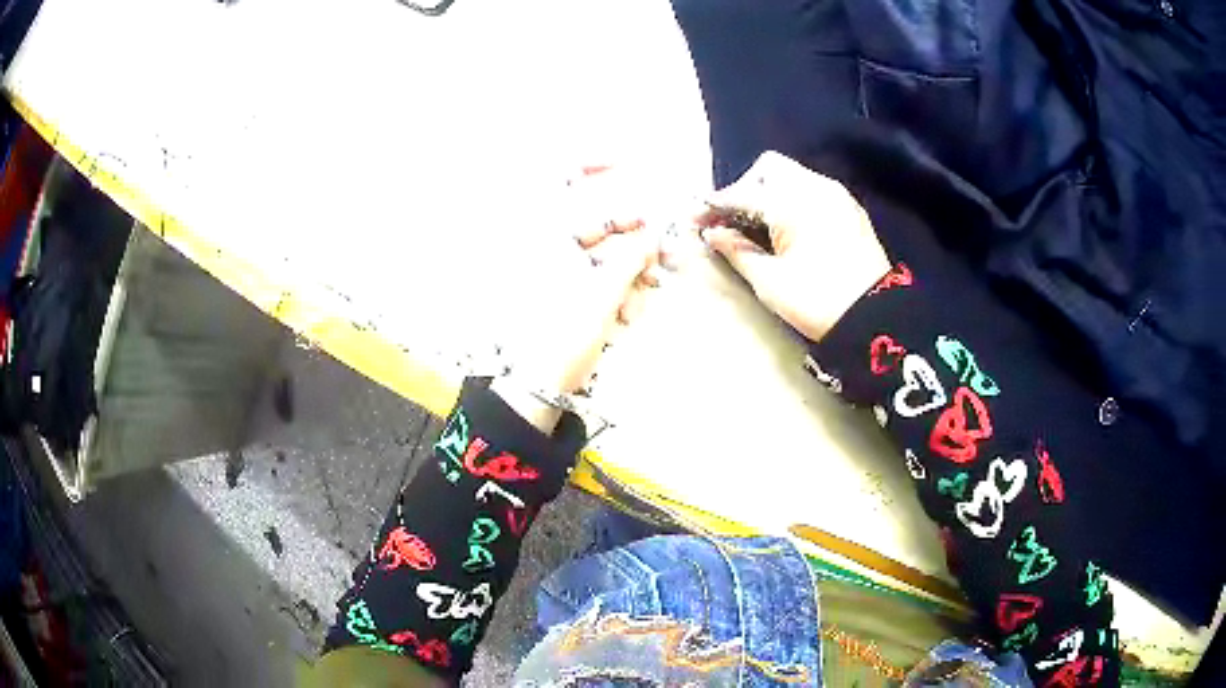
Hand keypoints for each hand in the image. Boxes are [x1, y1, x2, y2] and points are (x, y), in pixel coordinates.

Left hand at [494, 166, 668, 429]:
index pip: (560, 185)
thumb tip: (652, 234)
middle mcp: (550, 251)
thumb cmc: (561, 339)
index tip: (625, 160)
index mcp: (545, 240)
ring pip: (607, 258)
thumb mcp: (600, 297)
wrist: (538, 391)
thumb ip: (630, 260)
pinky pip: (602, 283)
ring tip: (640, 302)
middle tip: (659, 262)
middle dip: (633, 245)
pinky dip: (620, 293)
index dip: (589, 165)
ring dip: (631, 276)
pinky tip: (628, 315)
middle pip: (600, 228)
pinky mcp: (571, 298)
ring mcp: (561, 277)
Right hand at [699, 151, 889, 341]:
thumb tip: (712, 233)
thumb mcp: (770, 281)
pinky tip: (789, 228)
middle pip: (769, 168)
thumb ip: (736, 250)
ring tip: (760, 225)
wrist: (876, 319)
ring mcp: (836, 195)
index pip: (743, 194)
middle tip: (734, 220)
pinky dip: (794, 200)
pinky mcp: (850, 209)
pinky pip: (813, 189)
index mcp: (793, 203)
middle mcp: (815, 187)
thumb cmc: (818, 302)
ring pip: (793, 176)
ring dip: (770, 192)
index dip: (714, 207)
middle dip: (746, 188)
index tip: (695, 221)